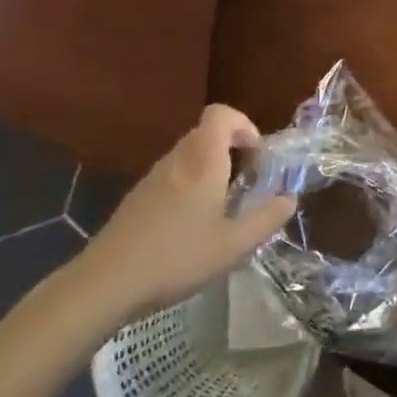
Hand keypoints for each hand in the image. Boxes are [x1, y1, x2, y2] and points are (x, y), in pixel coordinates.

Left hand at [71, 106, 295, 322]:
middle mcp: (177, 159)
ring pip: (189, 155)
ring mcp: (153, 177)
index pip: (221, 114)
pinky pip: (173, 175)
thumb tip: (289, 199)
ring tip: (223, 207)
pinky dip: (190, 185)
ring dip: (211, 168)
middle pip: (207, 133)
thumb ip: (266, 219)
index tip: (257, 156)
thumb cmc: (177, 257)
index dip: (244, 125)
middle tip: (247, 183)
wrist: (106, 283)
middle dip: (233, 149)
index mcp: (202, 161)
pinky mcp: (138, 197)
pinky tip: (192, 225)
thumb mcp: (234, 245)